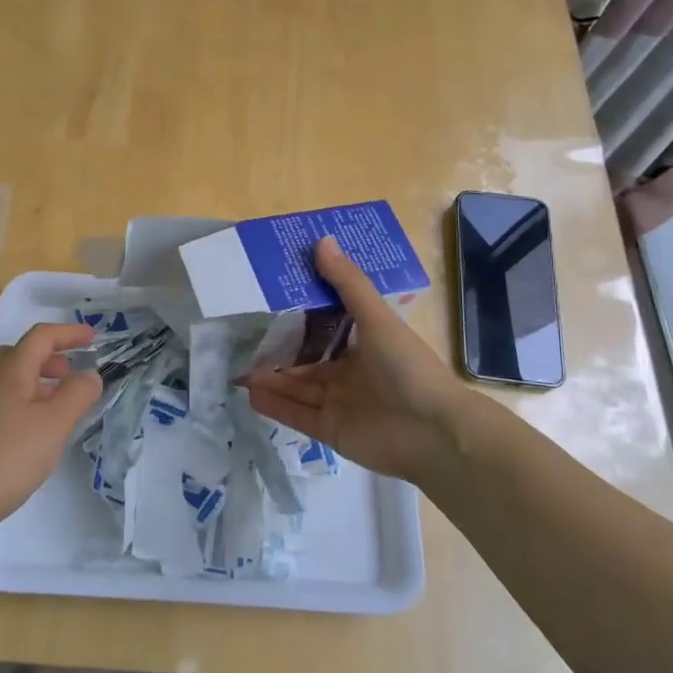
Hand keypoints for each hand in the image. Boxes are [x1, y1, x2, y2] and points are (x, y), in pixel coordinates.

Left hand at [0, 322, 102, 535]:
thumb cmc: (8, 456)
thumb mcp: (54, 424)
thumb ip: (77, 394)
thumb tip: (90, 374)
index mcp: (10, 369)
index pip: (42, 336)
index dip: (69, 333)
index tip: (94, 338)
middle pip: (22, 354)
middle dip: (52, 359)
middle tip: (73, 376)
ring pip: (11, 379)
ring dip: (38, 383)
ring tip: (58, 406)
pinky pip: (2, 401)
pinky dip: (24, 403)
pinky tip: (33, 432)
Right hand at [243, 237, 472, 485]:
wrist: (434, 433)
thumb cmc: (408, 367)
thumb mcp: (377, 319)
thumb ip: (347, 284)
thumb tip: (322, 240)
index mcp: (364, 345)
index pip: (325, 330)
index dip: (298, 319)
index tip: (267, 303)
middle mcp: (350, 373)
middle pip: (305, 362)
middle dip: (277, 354)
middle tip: (243, 341)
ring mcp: (339, 404)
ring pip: (296, 388)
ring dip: (271, 379)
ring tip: (238, 369)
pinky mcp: (330, 431)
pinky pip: (296, 415)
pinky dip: (275, 406)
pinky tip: (251, 394)